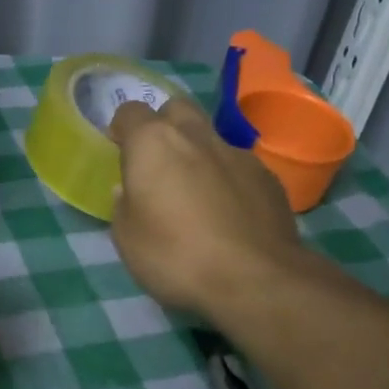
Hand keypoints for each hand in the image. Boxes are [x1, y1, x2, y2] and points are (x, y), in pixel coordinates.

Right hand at [108, 98, 304, 325]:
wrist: (255, 279)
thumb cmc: (176, 256)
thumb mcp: (127, 239)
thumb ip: (124, 205)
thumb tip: (130, 190)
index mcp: (153, 144)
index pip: (130, 111)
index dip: (122, 128)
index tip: (120, 152)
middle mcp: (196, 136)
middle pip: (176, 109)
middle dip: (163, 126)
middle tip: (158, 163)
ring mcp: (238, 154)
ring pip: (211, 137)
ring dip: (198, 154)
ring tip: (196, 194)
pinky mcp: (268, 177)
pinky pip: (239, 166)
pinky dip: (228, 179)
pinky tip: (229, 214)